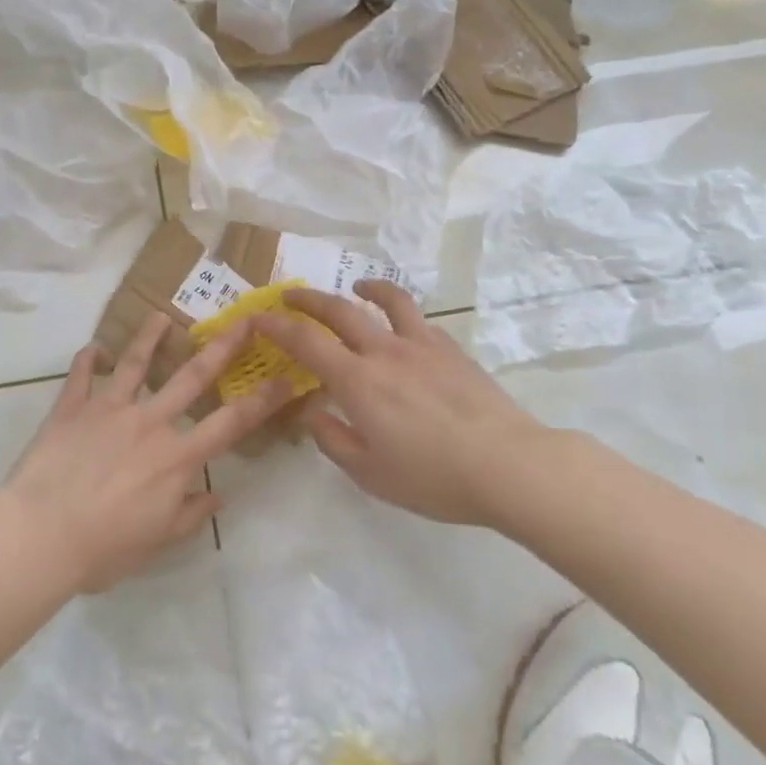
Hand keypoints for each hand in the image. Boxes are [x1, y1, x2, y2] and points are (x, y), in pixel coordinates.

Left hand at [6, 312, 290, 591]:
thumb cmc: (103, 548)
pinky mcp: (72, 407)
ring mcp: (109, 409)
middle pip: (191, 377)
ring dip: (150, 337)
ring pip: (135, 363)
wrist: (41, 534)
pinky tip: (95, 347)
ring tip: (162, 316)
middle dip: (221, 348)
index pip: (230, 424)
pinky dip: (88, 359)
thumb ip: (190, 515)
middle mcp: (149, 422)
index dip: (262, 401)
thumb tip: (219, 496)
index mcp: (175, 457)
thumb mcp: (156, 542)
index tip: (285, 378)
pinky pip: (81, 375)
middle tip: (242, 321)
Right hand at [252, 282, 566, 527]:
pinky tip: (405, 329)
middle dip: (309, 300)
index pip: (306, 342)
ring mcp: (422, 345)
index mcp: (357, 381)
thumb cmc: (432, 476)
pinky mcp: (452, 350)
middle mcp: (384, 351)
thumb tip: (314, 413)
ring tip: (358, 287)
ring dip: (366, 290)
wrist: (507, 464)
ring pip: (388, 302)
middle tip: (290, 295)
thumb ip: (334, 440)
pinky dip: (401, 314)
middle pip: (339, 311)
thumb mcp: (370, 473)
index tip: (258, 317)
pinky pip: (420, 321)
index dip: (277, 326)